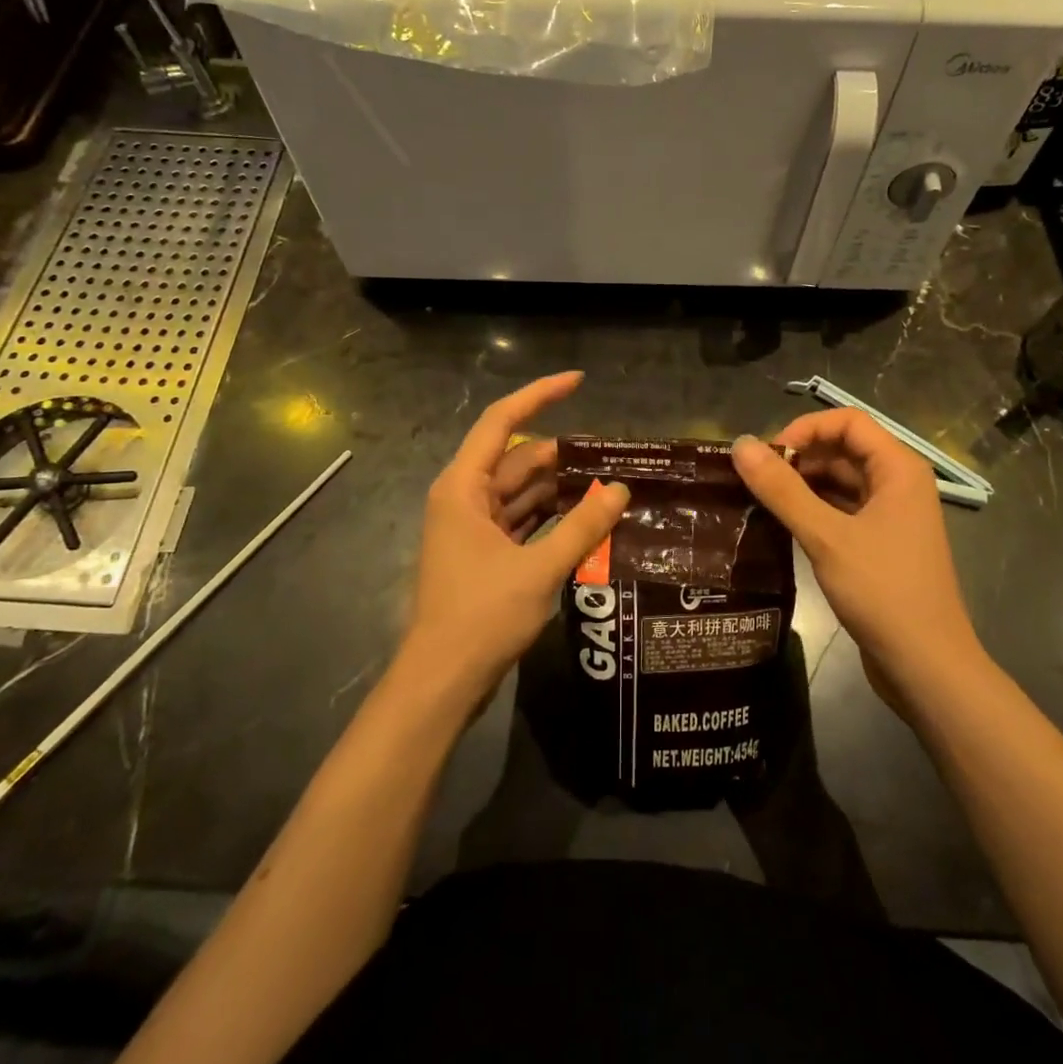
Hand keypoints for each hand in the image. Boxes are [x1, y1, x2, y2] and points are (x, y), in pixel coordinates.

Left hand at [401, 372, 628, 704]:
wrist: (442, 681)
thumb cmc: (481, 617)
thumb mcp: (539, 569)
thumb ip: (582, 526)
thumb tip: (620, 489)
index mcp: (463, 488)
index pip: (501, 421)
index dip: (539, 395)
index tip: (578, 382)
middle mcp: (463, 498)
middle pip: (516, 459)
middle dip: (561, 455)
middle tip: (612, 454)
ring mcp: (472, 528)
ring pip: (520, 492)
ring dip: (558, 488)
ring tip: (607, 484)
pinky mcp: (483, 554)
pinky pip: (520, 520)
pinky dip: (549, 517)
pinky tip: (585, 519)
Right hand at [731, 410, 985, 713]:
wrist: (926, 666)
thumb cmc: (882, 592)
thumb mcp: (826, 536)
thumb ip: (782, 489)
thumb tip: (739, 446)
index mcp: (898, 469)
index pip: (848, 422)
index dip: (804, 429)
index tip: (767, 457)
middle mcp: (898, 484)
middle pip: (843, 449)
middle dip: (799, 458)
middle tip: (755, 482)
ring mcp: (891, 516)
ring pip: (840, 482)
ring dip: (802, 486)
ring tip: (760, 501)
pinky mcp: (880, 545)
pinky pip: (842, 511)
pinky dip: (813, 511)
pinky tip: (781, 525)